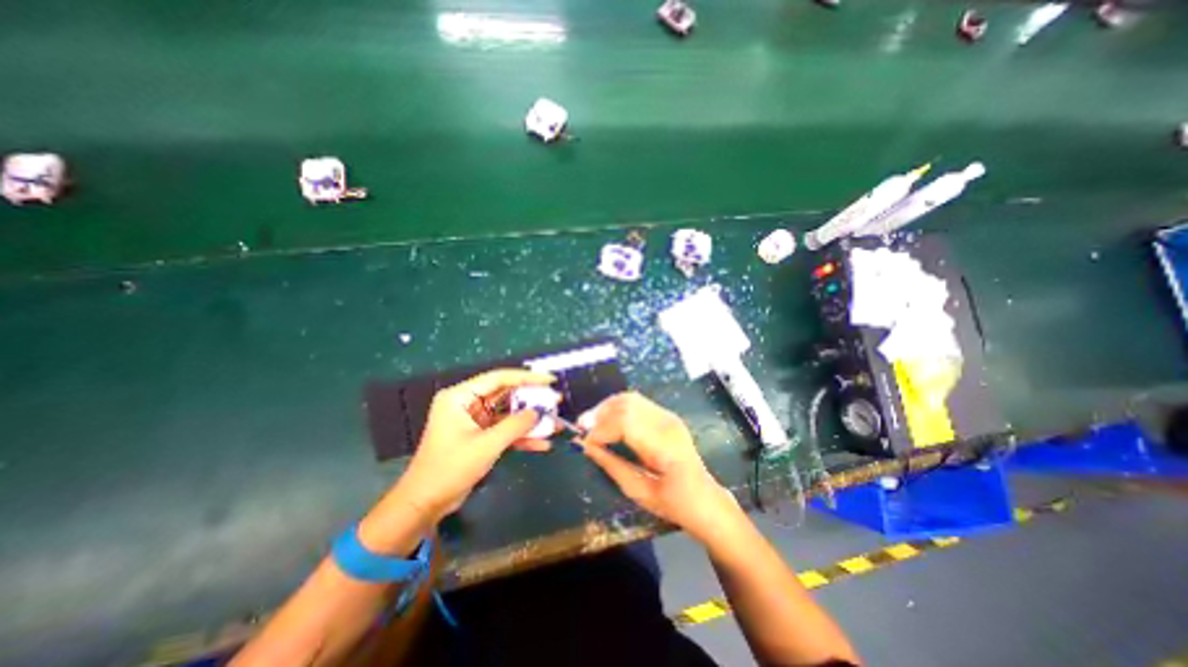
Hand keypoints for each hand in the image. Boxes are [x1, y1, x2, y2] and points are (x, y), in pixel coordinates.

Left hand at [393, 369, 555, 520]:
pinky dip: (521, 436)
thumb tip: (538, 413)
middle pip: (506, 395)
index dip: (526, 378)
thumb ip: (515, 425)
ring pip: (508, 413)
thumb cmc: (450, 469)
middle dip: (531, 401)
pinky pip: (505, 430)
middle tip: (556, 401)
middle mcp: (467, 403)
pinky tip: (542, 443)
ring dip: (529, 421)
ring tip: (555, 423)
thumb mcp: (486, 445)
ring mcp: (474, 420)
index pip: (498, 378)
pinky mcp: (480, 436)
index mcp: (460, 397)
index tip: (550, 380)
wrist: (425, 504)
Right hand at [578, 392, 740, 540]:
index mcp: (664, 445)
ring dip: (607, 407)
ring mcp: (668, 416)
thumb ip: (611, 465)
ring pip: (630, 399)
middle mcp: (667, 423)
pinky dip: (617, 407)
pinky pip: (637, 403)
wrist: (704, 498)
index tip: (584, 442)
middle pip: (626, 404)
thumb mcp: (638, 491)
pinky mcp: (666, 415)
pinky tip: (608, 419)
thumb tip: (586, 446)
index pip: (625, 422)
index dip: (600, 429)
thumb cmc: (673, 503)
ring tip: (591, 423)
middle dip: (600, 414)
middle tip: (582, 428)